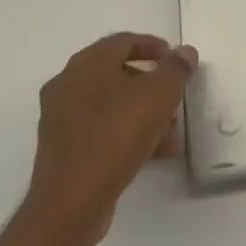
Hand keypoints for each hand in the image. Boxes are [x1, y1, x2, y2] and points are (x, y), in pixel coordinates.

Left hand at [24, 33, 198, 245]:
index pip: (123, 41)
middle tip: (176, 97)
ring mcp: (61, 120)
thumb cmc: (116, 137)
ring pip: (112, 105)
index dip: (154, 46)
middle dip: (152, 85)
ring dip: (144, 112)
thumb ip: (176, 69)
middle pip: (118, 73)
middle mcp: (68, 85)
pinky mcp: (63, 150)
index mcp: (86, 65)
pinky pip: (102, 130)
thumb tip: (184, 53)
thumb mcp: (159, 96)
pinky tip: (155, 153)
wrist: (70, 205)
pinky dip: (128, 134)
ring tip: (172, 133)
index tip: (177, 60)